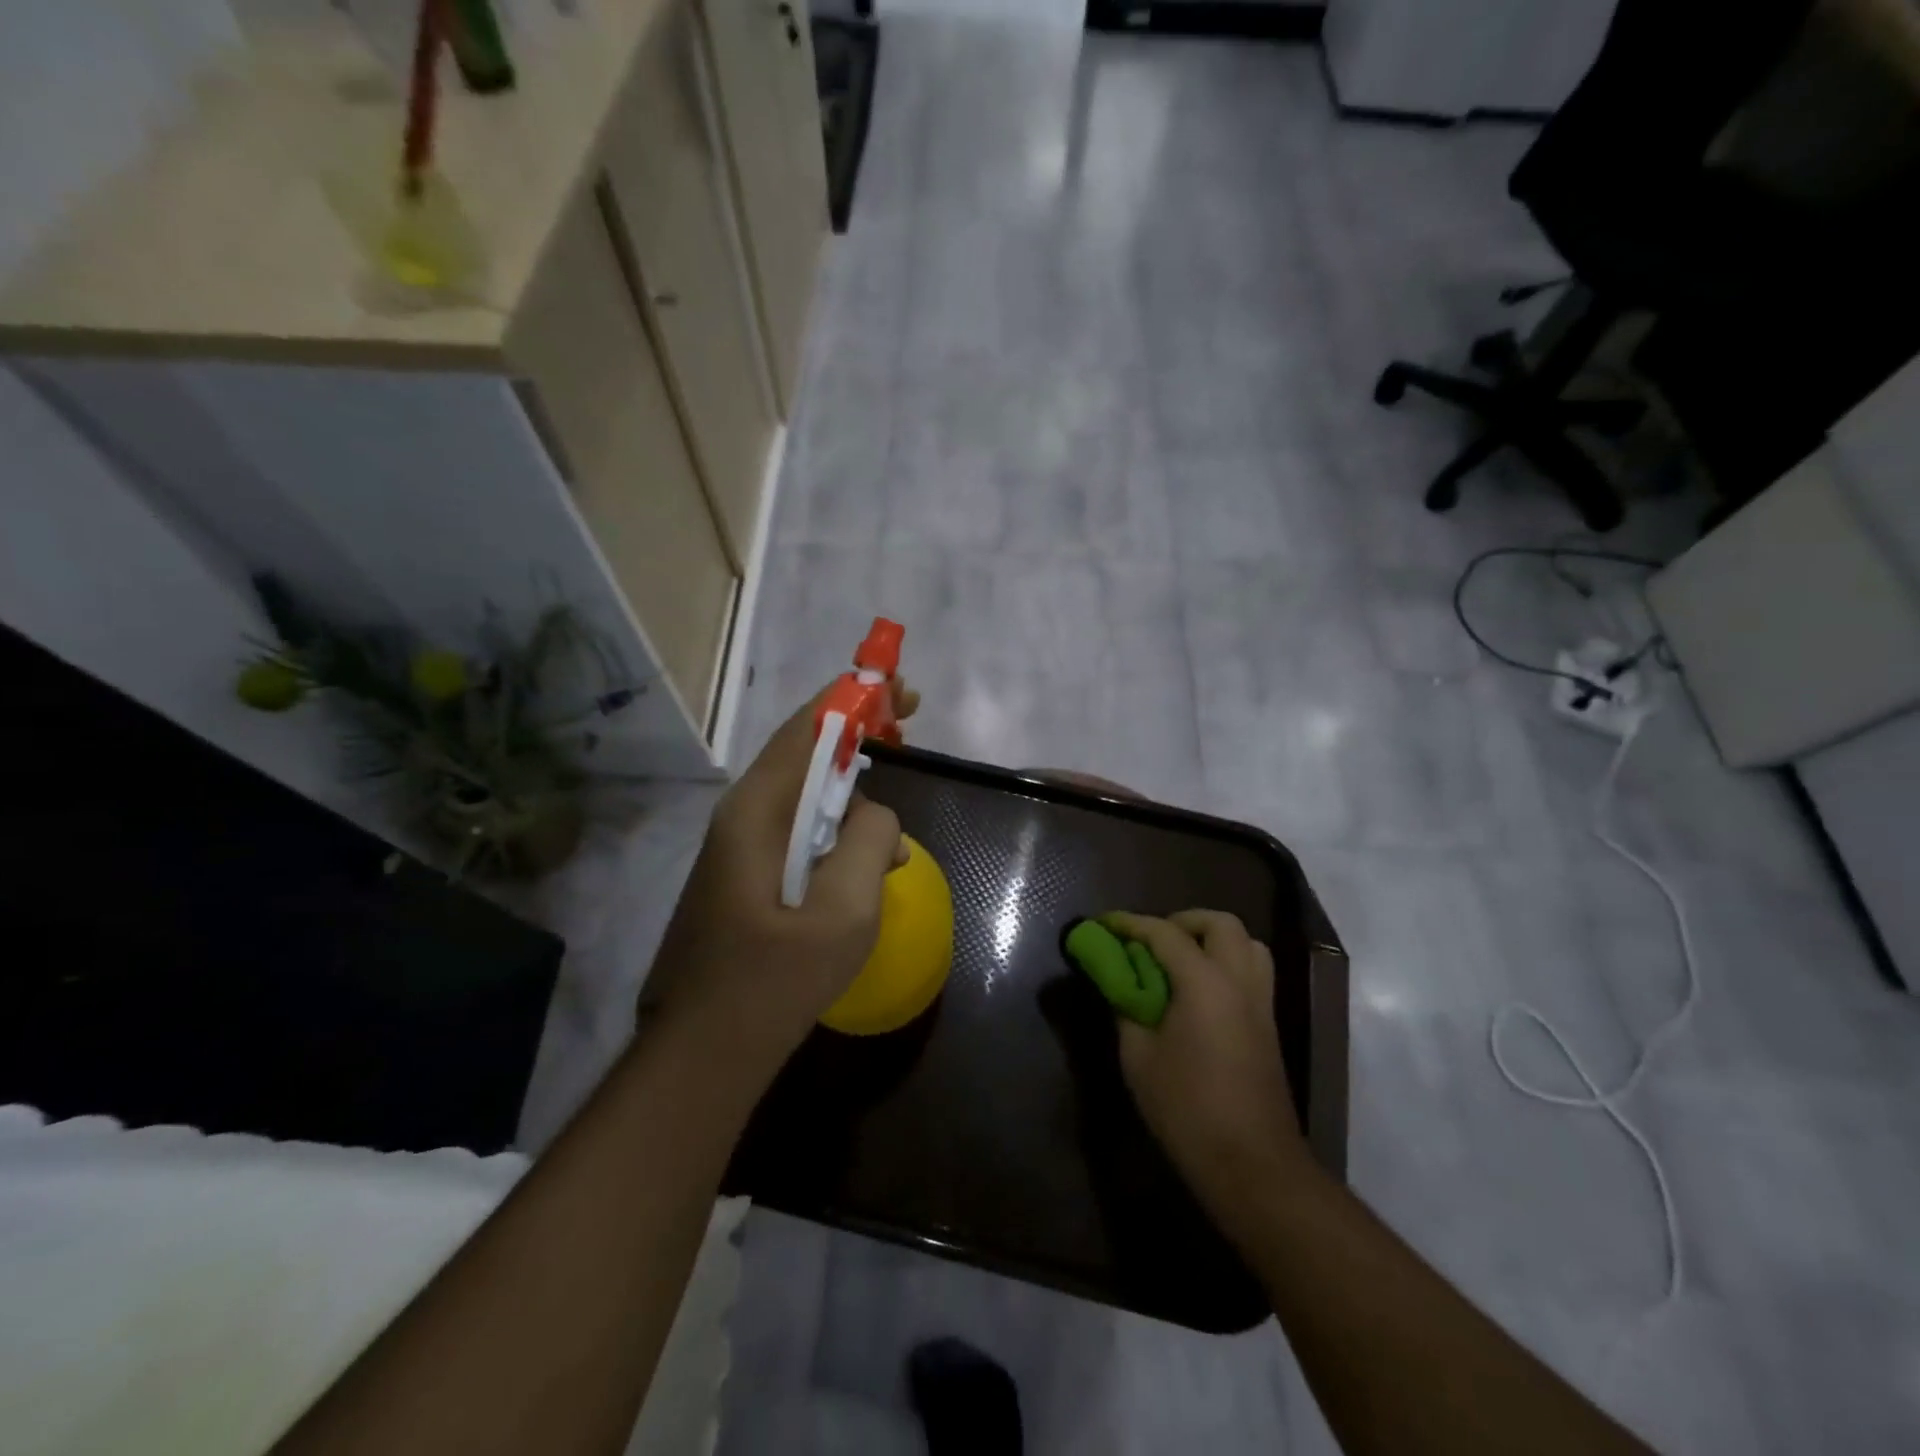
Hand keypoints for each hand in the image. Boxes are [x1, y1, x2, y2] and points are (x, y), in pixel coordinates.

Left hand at [643, 682, 918, 1084]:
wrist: (705, 1051)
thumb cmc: (773, 981)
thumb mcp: (844, 910)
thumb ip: (869, 841)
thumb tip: (874, 815)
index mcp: (757, 811)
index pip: (807, 728)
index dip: (854, 697)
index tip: (901, 690)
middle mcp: (742, 816)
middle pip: (805, 752)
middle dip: (857, 735)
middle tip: (908, 731)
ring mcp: (741, 847)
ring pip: (804, 795)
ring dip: (849, 791)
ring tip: (888, 827)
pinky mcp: (747, 876)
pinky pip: (798, 832)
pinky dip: (836, 828)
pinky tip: (863, 865)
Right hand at [1102, 910, 1307, 1205]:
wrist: (1252, 1165)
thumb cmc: (1187, 1109)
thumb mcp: (1138, 1057)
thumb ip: (1126, 1009)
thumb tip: (1119, 985)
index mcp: (1205, 983)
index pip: (1164, 933)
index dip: (1130, 923)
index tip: (1104, 923)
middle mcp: (1239, 981)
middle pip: (1221, 924)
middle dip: (1183, 921)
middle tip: (1152, 941)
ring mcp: (1261, 1003)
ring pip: (1247, 944)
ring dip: (1212, 940)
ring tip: (1179, 961)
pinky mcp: (1269, 1026)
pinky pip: (1252, 972)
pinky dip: (1225, 964)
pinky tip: (1198, 993)